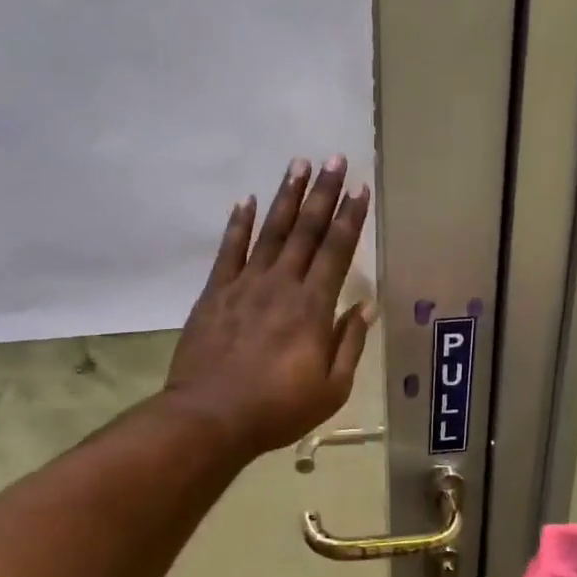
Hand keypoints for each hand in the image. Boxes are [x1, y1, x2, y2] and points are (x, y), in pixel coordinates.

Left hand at [164, 155, 374, 458]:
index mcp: (313, 308)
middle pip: (305, 231)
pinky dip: (238, 224)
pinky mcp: (215, 293)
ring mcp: (245, 285)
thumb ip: (350, 344)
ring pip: (270, 232)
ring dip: (286, 197)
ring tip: (298, 164)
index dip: (350, 219)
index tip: (361, 189)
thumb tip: (366, 306)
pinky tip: (245, 201)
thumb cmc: (277, 409)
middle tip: (335, 159)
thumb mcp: (331, 389)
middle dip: (323, 194)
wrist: (210, 417)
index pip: (337, 253)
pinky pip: (229, 251)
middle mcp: (281, 286)